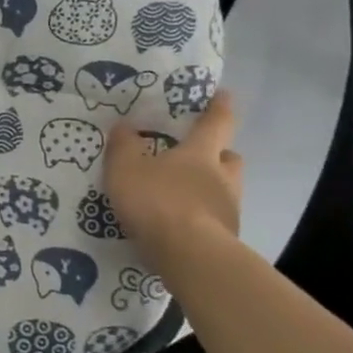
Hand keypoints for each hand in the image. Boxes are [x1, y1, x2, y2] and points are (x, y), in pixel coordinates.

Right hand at [104, 91, 243, 269]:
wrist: (190, 257)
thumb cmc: (158, 202)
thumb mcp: (125, 169)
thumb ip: (123, 146)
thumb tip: (124, 125)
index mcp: (201, 153)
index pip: (217, 122)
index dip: (219, 107)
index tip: (224, 95)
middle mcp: (223, 178)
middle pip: (229, 158)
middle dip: (219, 153)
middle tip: (202, 154)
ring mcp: (228, 211)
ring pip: (225, 191)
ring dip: (210, 188)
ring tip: (183, 195)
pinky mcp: (226, 241)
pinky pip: (215, 220)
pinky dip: (201, 218)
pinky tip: (181, 226)